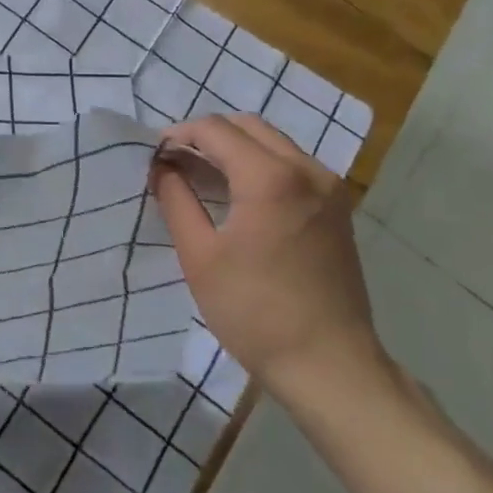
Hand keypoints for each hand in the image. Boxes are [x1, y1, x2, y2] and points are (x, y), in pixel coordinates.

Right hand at [151, 113, 386, 405]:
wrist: (330, 366)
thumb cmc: (255, 311)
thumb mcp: (199, 255)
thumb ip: (176, 199)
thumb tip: (161, 168)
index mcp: (270, 177)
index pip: (214, 130)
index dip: (178, 136)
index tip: (155, 157)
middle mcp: (306, 170)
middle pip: (246, 126)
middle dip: (206, 136)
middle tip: (175, 163)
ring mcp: (329, 188)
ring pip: (271, 142)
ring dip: (234, 148)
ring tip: (201, 178)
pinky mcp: (338, 208)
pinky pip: (291, 164)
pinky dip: (259, 164)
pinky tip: (237, 195)